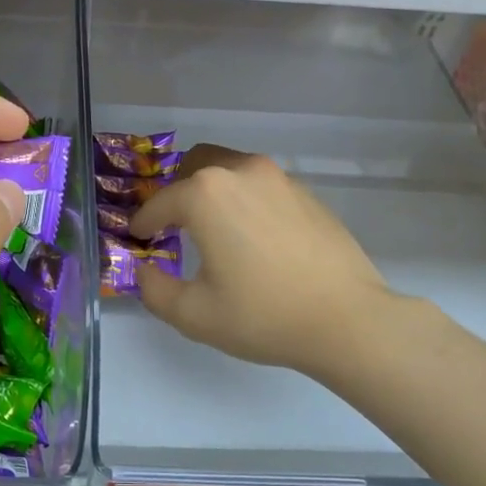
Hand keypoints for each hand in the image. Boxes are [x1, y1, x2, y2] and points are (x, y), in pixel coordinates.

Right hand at [129, 145, 401, 380]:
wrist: (348, 320)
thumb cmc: (263, 315)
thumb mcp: (194, 314)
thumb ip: (154, 289)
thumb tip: (143, 271)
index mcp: (205, 194)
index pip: (158, 203)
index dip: (143, 223)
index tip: (138, 239)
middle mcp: (240, 171)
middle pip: (194, 165)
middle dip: (177, 192)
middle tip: (174, 226)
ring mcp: (278, 178)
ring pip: (230, 169)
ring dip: (212, 191)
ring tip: (214, 229)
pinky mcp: (306, 192)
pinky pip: (260, 185)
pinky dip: (245, 199)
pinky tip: (253, 237)